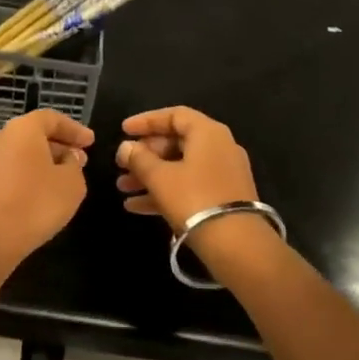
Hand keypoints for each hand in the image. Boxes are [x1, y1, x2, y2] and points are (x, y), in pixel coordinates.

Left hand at [0, 109, 93, 272]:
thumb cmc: (36, 204)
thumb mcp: (72, 184)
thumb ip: (75, 165)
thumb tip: (67, 158)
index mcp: (23, 129)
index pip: (52, 118)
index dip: (74, 129)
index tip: (91, 142)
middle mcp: (1, 137)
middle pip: (35, 134)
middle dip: (60, 145)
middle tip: (81, 160)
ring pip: (23, 152)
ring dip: (45, 161)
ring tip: (66, 178)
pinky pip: (12, 169)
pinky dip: (30, 174)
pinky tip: (44, 193)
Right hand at [114, 106, 259, 233]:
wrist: (236, 244)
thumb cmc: (194, 199)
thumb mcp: (160, 177)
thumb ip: (139, 159)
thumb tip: (126, 148)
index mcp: (208, 133)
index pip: (175, 115)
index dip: (147, 120)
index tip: (123, 130)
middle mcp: (219, 148)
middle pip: (177, 142)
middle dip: (145, 154)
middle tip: (122, 164)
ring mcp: (222, 174)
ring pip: (180, 167)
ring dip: (150, 175)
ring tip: (122, 187)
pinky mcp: (222, 198)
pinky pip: (188, 187)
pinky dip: (164, 192)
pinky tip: (135, 206)